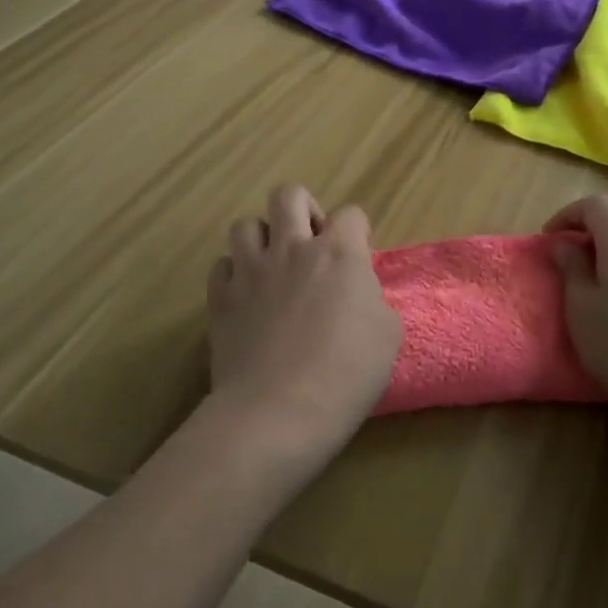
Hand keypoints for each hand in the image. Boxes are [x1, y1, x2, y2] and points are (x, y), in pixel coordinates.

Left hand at [205, 185, 402, 462]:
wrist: (278, 412)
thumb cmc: (346, 374)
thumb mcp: (386, 334)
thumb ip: (371, 299)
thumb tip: (356, 292)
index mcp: (339, 253)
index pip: (351, 214)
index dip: (357, 232)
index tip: (358, 258)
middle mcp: (292, 249)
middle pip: (289, 195)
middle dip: (303, 209)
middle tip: (311, 244)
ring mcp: (251, 271)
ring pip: (246, 224)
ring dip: (262, 238)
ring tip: (273, 266)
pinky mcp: (220, 298)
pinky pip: (221, 265)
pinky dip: (234, 273)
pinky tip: (245, 295)